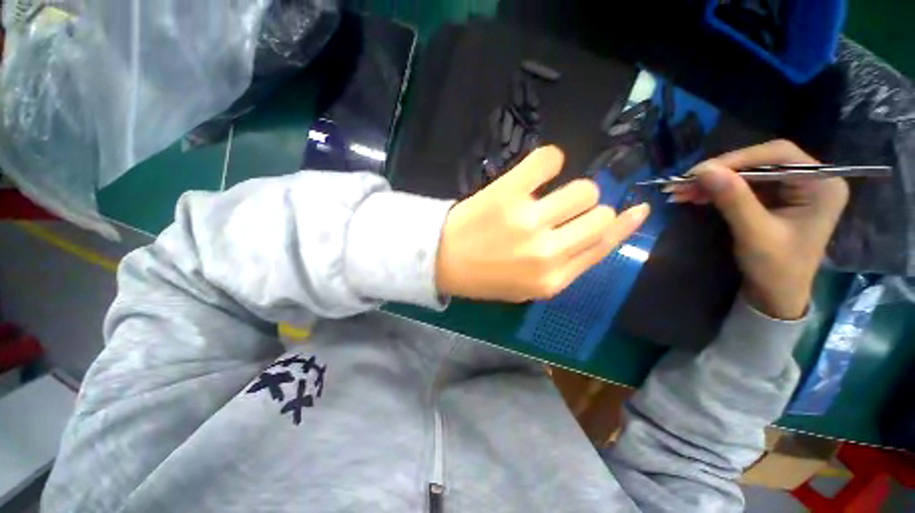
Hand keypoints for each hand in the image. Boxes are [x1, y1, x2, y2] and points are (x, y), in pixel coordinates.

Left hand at [436, 146, 649, 301]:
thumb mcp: (529, 286)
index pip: (604, 247)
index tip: (637, 210)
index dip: (624, 226)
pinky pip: (548, 159)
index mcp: (553, 280)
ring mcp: (528, 221)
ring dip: (570, 190)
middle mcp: (547, 252)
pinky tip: (537, 172)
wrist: (443, 262)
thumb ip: (566, 266)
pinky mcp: (508, 194)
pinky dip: (549, 161)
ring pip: (583, 189)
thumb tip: (601, 233)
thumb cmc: (484, 276)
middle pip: (599, 214)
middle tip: (562, 210)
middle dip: (587, 210)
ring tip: (545, 195)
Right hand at [669, 140, 848, 319]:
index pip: (779, 155)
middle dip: (720, 172)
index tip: (699, 172)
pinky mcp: (774, 198)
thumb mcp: (755, 234)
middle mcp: (810, 180)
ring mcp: (792, 189)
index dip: (738, 159)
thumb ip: (734, 199)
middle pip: (760, 162)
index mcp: (822, 185)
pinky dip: (716, 190)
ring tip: (681, 190)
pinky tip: (694, 195)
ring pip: (746, 173)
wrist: (776, 295)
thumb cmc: (776, 269)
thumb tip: (704, 170)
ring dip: (712, 182)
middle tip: (684, 182)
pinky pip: (742, 186)